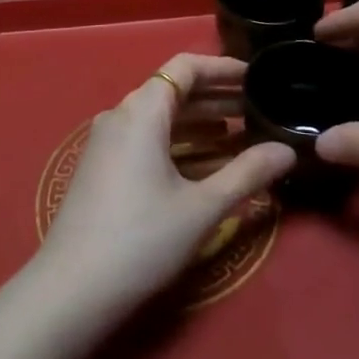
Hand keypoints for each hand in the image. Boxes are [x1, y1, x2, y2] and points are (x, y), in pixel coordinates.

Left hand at [36, 53, 294, 315]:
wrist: (70, 291)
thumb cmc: (141, 239)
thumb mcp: (202, 207)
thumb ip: (247, 173)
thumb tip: (288, 150)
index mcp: (142, 110)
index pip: (185, 67)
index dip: (222, 68)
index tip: (255, 77)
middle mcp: (121, 115)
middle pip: (173, 91)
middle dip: (216, 97)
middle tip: (257, 107)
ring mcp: (107, 142)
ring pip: (160, 118)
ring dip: (199, 122)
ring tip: (240, 135)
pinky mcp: (102, 168)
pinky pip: (146, 139)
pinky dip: (178, 143)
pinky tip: (204, 164)